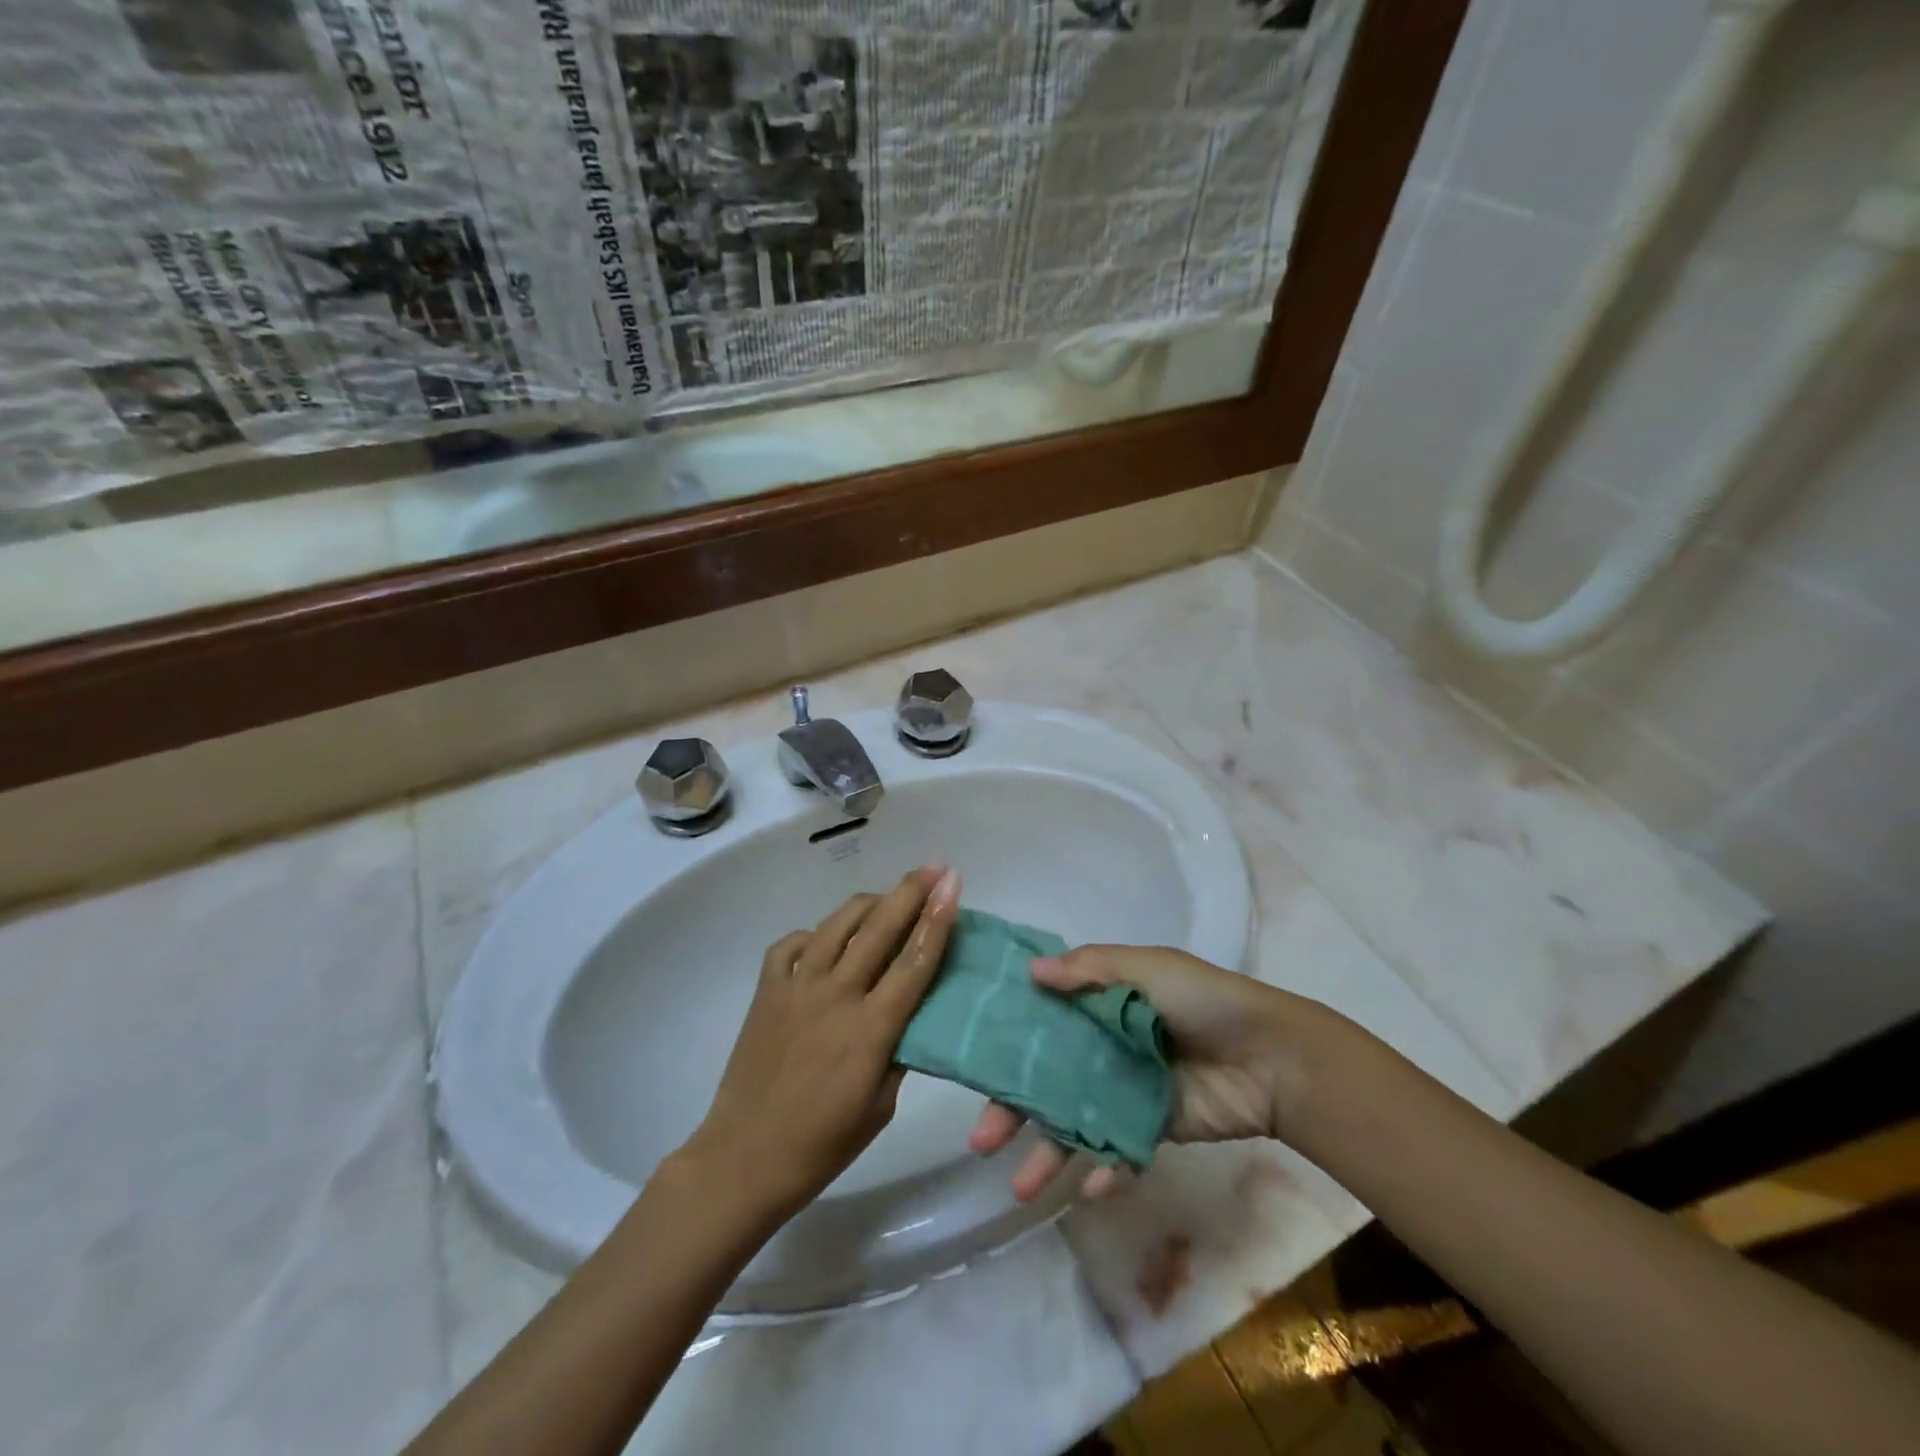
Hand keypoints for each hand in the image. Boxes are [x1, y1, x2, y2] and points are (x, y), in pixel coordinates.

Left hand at [679, 866, 960, 1224]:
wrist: (744, 1157)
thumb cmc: (821, 1144)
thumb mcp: (880, 1107)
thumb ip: (899, 1051)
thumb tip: (912, 1014)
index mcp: (871, 1028)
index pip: (914, 961)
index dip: (938, 918)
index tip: (952, 883)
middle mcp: (836, 994)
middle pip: (880, 928)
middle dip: (911, 891)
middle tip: (933, 867)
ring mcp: (796, 987)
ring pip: (837, 925)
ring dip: (868, 903)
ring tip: (887, 897)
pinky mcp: (766, 990)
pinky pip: (792, 944)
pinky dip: (814, 934)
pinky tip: (825, 940)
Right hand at [968, 945, 1318, 1200]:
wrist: (1271, 1058)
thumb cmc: (1203, 1001)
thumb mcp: (1147, 968)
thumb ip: (1088, 969)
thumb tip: (1030, 972)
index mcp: (1100, 1002)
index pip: (1041, 1021)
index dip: (1008, 1040)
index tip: (972, 1060)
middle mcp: (1103, 1046)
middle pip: (1046, 1079)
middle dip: (1012, 1109)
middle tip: (981, 1139)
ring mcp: (1123, 1091)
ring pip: (1072, 1122)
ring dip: (1047, 1154)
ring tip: (1021, 1188)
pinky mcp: (1150, 1129)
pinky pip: (1116, 1150)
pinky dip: (1103, 1169)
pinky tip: (1092, 1186)